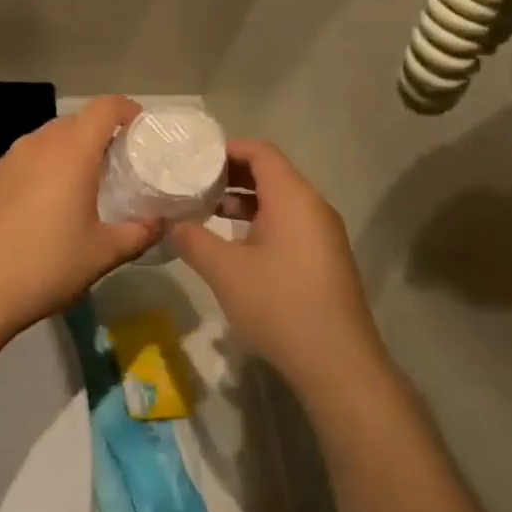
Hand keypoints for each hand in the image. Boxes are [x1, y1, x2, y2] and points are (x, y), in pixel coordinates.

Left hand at [0, 96, 162, 339]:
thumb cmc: (46, 265)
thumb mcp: (103, 253)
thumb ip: (139, 233)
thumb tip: (162, 222)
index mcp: (71, 151)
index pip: (105, 107)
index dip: (128, 110)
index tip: (142, 131)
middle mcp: (38, 143)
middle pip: (76, 120)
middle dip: (101, 134)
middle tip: (120, 164)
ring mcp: (8, 159)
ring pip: (48, 139)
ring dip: (71, 150)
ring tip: (85, 185)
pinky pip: (26, 159)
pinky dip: (45, 167)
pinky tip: (47, 204)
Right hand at [170, 140, 380, 387]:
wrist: (337, 362)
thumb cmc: (278, 304)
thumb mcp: (224, 270)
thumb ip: (194, 239)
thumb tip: (174, 224)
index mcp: (292, 197)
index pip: (260, 152)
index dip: (227, 148)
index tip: (195, 157)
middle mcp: (313, 206)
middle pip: (271, 173)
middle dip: (231, 174)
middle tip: (194, 182)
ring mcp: (324, 234)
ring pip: (280, 200)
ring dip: (244, 200)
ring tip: (208, 210)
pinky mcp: (325, 258)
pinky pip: (290, 223)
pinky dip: (261, 221)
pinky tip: (236, 244)